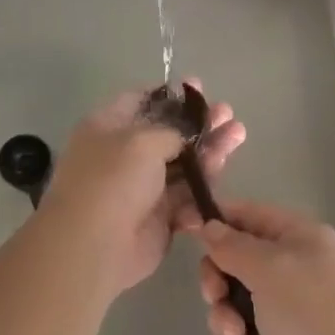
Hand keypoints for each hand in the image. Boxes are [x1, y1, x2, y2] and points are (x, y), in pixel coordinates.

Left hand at [38, 79, 245, 296]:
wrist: (96, 246)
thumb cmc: (113, 181)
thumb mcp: (143, 141)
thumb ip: (173, 130)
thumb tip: (189, 131)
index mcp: (108, 127)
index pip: (140, 101)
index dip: (170, 94)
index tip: (199, 88)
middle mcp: (124, 154)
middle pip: (168, 133)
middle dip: (199, 122)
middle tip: (228, 113)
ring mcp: (142, 186)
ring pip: (183, 163)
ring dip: (210, 149)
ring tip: (238, 133)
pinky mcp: (159, 216)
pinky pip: (186, 194)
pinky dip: (204, 183)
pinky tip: (224, 167)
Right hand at [196, 200, 334, 334]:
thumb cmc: (312, 309)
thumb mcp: (269, 267)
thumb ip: (233, 246)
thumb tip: (210, 226)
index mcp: (298, 236)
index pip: (250, 215)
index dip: (218, 220)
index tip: (186, 231)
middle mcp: (294, 267)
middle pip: (238, 261)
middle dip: (219, 280)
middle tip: (215, 297)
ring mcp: (290, 308)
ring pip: (237, 302)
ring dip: (225, 318)